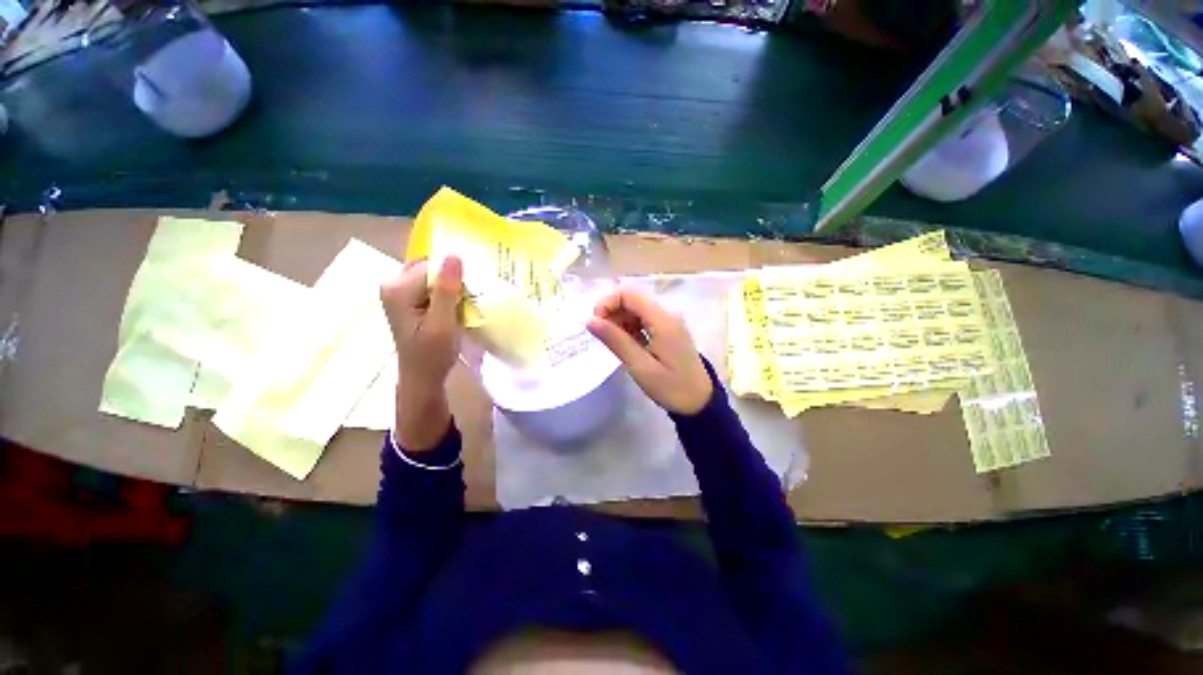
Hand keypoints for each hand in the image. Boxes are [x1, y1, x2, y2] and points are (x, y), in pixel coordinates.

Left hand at [380, 256, 462, 449]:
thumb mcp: (442, 323)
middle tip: (471, 294)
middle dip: (453, 277)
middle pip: (430, 267)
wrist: (422, 376)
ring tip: (467, 300)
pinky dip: (447, 291)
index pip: (432, 266)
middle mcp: (393, 284)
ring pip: (433, 275)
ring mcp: (399, 291)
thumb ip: (446, 290)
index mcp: (397, 289)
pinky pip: (431, 285)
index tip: (473, 290)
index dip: (455, 275)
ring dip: (452, 285)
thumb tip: (454, 255)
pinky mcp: (408, 298)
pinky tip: (458, 304)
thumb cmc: (432, 354)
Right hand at [587, 287, 712, 414]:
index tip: (595, 323)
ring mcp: (667, 322)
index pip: (629, 294)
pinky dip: (628, 327)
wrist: (700, 402)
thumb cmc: (671, 387)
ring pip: (635, 308)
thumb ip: (616, 341)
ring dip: (619, 320)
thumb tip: (590, 320)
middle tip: (602, 336)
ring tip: (613, 343)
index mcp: (663, 320)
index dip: (607, 302)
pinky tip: (625, 344)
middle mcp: (666, 314)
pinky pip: (642, 319)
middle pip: (632, 299)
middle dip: (611, 311)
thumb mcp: (640, 367)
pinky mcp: (666, 330)